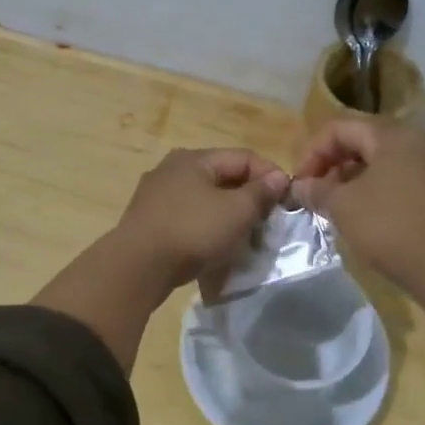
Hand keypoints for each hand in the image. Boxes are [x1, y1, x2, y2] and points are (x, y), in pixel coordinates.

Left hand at [114, 148, 290, 289]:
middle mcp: (172, 169)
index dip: (269, 175)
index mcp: (194, 158)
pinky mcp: (149, 221)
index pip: (243, 157)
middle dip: (249, 197)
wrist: (137, 267)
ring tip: (245, 236)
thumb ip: (260, 193)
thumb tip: (278, 177)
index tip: (287, 199)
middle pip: (223, 177)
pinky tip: (215, 246)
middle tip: (268, 220)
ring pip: (205, 199)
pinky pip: (188, 217)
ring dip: (228, 214)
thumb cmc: (192, 231)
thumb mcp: (236, 212)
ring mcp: (157, 195)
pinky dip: (207, 227)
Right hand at [296, 120, 424, 364]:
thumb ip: (317, 189)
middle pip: (360, 142)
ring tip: (333, 207)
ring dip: (349, 180)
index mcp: (390, 135)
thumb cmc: (389, 226)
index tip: (299, 183)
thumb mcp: (342, 206)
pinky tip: (360, 216)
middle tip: (314, 194)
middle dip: (330, 166)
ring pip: (378, 163)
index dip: (312, 153)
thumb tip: (300, 186)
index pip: (339, 129)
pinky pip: (394, 180)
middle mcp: (413, 143)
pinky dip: (371, 191)